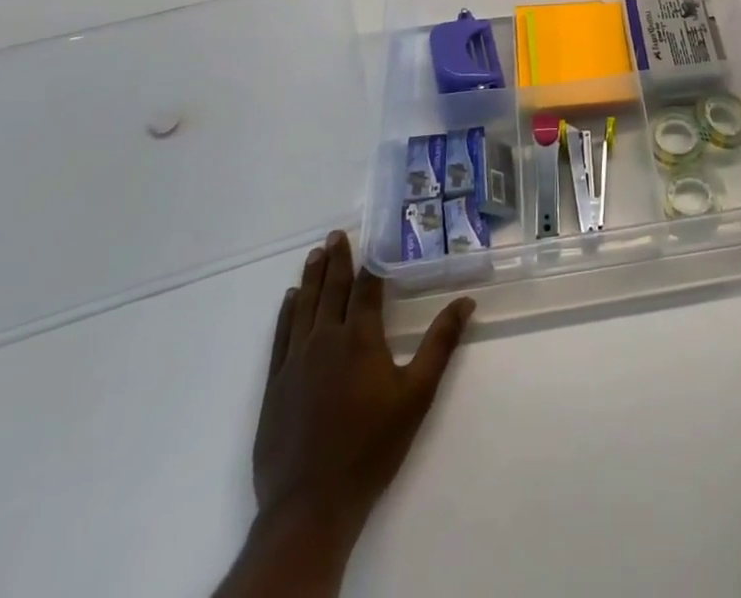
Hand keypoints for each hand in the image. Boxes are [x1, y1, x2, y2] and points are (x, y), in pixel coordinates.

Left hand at [252, 231, 473, 543]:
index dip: (371, 262)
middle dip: (337, 260)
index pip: (366, 288)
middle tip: (336, 234)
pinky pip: (280, 336)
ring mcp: (295, 363)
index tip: (373, 237)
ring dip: (312, 278)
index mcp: (359, 338)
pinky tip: (290, 300)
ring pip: (304, 307)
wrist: (310, 505)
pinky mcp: (275, 386)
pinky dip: (286, 313)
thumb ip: (440, 344)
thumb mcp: (417, 394)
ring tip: (315, 254)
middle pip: (332, 290)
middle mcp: (324, 340)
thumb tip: (466, 301)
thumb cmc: (371, 447)